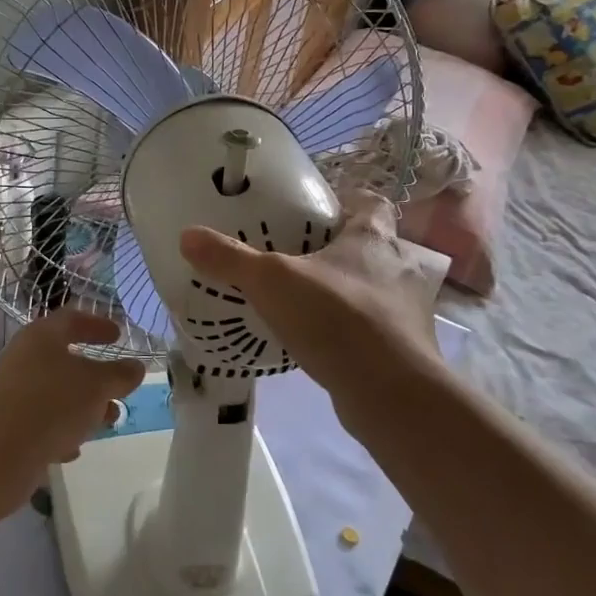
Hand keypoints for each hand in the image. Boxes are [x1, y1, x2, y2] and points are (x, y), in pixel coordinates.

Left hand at [0, 310, 145, 503]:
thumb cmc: (51, 405)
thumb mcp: (97, 387)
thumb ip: (120, 375)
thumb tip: (136, 367)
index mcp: (42, 336)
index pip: (72, 319)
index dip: (98, 325)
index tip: (119, 335)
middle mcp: (23, 358)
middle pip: (64, 359)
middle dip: (96, 376)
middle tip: (119, 388)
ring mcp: (12, 392)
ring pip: (55, 393)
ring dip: (82, 406)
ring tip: (107, 423)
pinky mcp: (6, 424)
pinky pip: (41, 420)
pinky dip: (61, 429)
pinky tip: (73, 449)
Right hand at [179, 192, 446, 415]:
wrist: (391, 392)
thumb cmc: (336, 318)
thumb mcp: (272, 281)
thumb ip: (231, 258)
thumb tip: (187, 235)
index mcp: (374, 238)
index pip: (372, 204)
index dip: (349, 202)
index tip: (321, 212)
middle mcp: (399, 268)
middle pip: (376, 247)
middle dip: (345, 250)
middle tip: (304, 259)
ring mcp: (408, 311)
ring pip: (378, 289)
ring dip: (351, 292)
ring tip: (310, 301)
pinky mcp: (406, 349)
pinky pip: (376, 329)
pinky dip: (353, 331)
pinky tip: (322, 342)